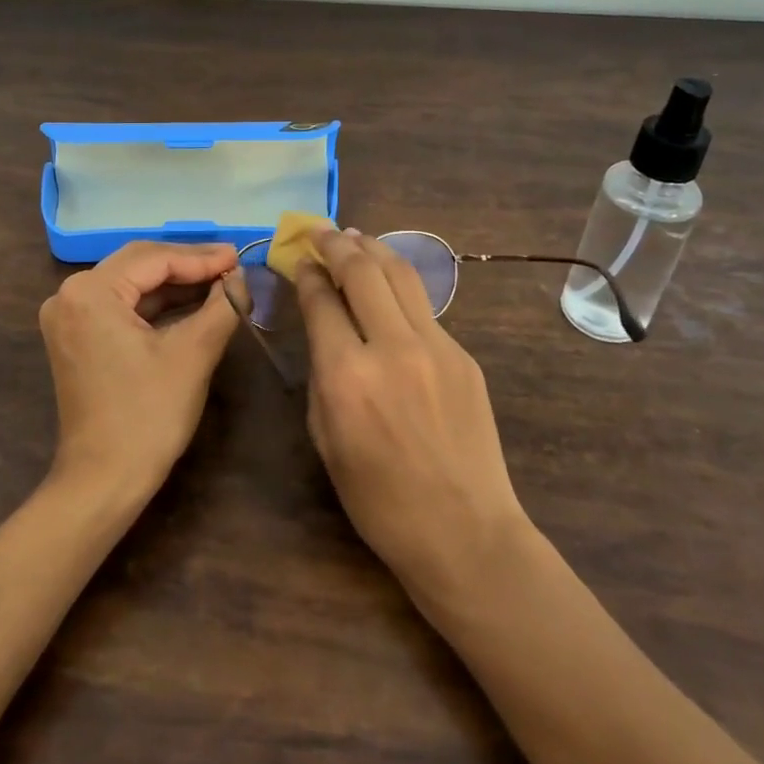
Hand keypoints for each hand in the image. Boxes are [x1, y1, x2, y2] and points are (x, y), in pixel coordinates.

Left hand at [38, 241, 240, 498]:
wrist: (104, 479)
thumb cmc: (148, 415)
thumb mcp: (193, 354)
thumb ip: (222, 306)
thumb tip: (241, 278)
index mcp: (90, 291)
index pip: (154, 259)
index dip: (201, 257)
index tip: (239, 256)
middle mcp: (70, 295)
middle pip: (138, 264)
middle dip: (188, 264)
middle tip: (232, 264)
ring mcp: (69, 317)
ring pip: (131, 284)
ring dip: (174, 283)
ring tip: (220, 281)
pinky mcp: (77, 338)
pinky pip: (121, 307)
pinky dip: (156, 305)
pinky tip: (192, 303)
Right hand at [296, 230, 532, 598]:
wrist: (464, 531)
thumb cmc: (379, 500)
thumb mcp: (325, 439)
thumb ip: (320, 374)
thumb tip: (322, 327)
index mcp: (346, 375)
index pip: (321, 300)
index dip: (307, 273)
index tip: (299, 259)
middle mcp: (392, 347)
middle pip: (362, 270)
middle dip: (336, 243)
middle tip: (321, 232)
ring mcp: (436, 347)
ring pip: (401, 275)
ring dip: (373, 249)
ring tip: (355, 237)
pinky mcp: (463, 355)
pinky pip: (424, 307)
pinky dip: (399, 286)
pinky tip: (389, 285)